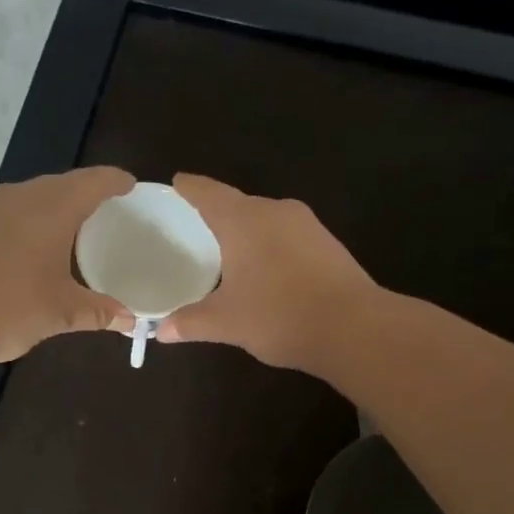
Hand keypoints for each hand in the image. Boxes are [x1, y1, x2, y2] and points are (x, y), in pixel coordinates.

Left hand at [0, 166, 135, 366]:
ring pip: (35, 196)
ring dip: (57, 206)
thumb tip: (130, 320)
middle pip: (63, 184)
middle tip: (109, 210)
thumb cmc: (8, 308)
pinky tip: (35, 246)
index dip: (116, 181)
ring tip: (75, 228)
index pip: (94, 181)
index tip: (131, 186)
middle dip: (88, 193)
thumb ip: (99, 312)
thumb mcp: (61, 313)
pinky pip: (13, 212)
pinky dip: (33, 221)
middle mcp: (21, 198)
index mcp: (52, 208)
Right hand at [155, 174, 379, 371]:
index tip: (177, 182)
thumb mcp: (227, 323)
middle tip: (196, 226)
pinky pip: (287, 236)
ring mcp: (307, 225)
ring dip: (247, 232)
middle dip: (217, 213)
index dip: (189, 188)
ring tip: (229, 251)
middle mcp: (275, 211)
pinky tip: (267, 270)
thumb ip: (191, 322)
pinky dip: (270, 246)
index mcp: (243, 220)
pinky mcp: (328, 244)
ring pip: (266, 220)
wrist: (354, 328)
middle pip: (238, 204)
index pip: (208, 193)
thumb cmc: (279, 316)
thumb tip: (160, 331)